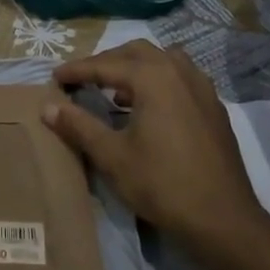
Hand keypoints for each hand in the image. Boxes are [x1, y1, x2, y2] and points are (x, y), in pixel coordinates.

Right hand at [43, 39, 264, 244]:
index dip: (77, 70)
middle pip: (136, 52)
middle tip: (84, 80)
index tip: (55, 78)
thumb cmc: (162, 184)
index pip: (105, 65)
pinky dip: (159, 81)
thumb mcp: (112, 156)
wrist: (222, 218)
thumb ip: (79, 126)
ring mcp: (202, 88)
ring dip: (136, 68)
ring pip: (163, 60)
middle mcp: (179, 72)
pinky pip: (181, 78)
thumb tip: (48, 107)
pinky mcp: (214, 107)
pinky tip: (149, 109)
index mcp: (153, 77)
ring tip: (117, 91)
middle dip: (107, 62)